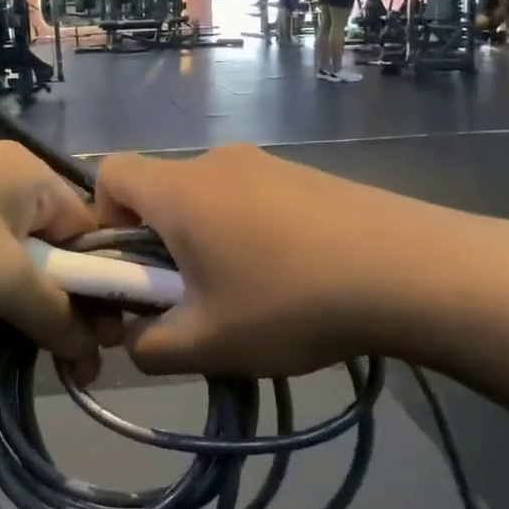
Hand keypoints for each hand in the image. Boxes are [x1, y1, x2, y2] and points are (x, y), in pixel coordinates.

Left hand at [0, 140, 97, 356]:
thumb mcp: (0, 281)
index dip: (100, 288)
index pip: (89, 232)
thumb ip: (55, 313)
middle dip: (47, 301)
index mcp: (28, 173)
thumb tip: (94, 345)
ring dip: (0, 299)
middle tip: (51, 355)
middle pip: (44, 245)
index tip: (98, 342)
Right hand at [94, 145, 424, 376]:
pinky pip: (254, 199)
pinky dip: (250, 233)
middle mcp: (217, 162)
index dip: (100, 220)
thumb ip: (149, 347)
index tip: (130, 270)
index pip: (109, 174)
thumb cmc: (288, 301)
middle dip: (159, 244)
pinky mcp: (308, 175)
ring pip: (211, 198)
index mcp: (180, 190)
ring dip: (209, 241)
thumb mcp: (206, 343)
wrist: (408, 270)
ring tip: (249, 296)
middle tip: (191, 298)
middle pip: (162, 191)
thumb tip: (137, 337)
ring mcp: (268, 163)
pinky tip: (293, 277)